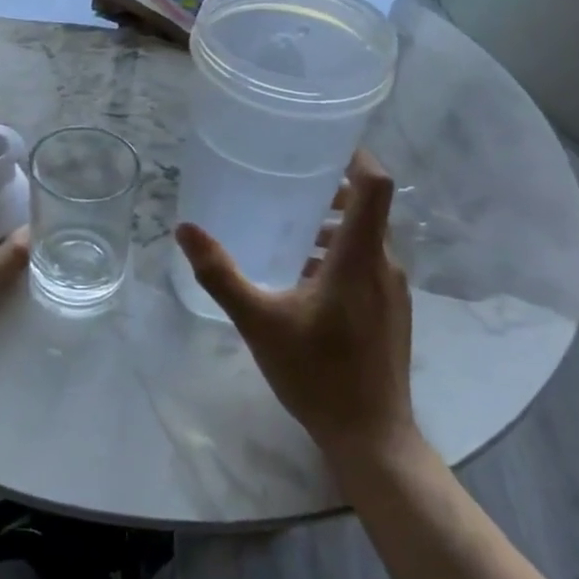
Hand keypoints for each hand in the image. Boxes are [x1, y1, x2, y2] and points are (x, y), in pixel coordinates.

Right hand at [175, 148, 416, 459]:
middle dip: (331, 191)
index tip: (326, 141)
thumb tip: (185, 229)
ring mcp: (393, 292)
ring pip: (366, 239)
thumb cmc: (317, 374)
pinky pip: (368, 265)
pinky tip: (303, 279)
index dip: (357, 155)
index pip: (375, 186)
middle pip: (368, 209)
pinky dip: (340, 255)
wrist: (372, 438)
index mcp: (359, 258)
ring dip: (333, 227)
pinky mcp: (392, 313)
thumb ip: (220, 274)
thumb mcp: (258, 321)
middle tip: (289, 183)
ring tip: (290, 231)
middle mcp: (385, 266)